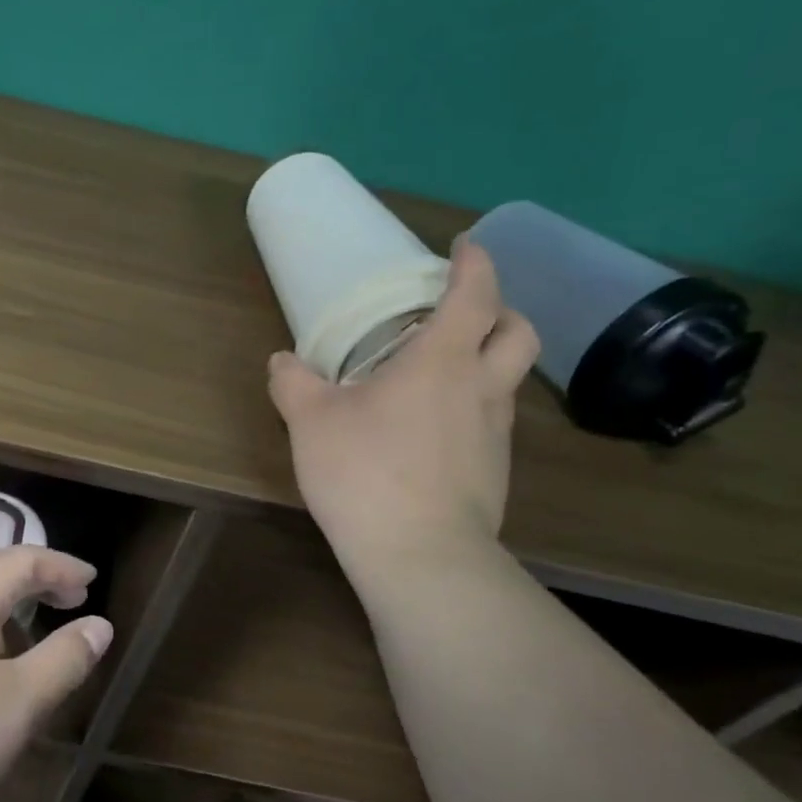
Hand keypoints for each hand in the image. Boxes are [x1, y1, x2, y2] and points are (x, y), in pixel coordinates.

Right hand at [267, 240, 537, 572]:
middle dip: (501, 311)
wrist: (419, 555)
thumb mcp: (311, 422)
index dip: (476, 263)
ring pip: (509, 381)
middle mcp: (482, 389)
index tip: (465, 246)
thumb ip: (293, 383)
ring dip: (486, 363)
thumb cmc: (366, 473)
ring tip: (440, 376)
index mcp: (442, 361)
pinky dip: (472, 410)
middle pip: (519, 333)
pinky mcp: (495, 473)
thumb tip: (282, 361)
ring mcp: (496, 434)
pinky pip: (491, 423)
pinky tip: (433, 432)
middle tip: (465, 312)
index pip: (476, 294)